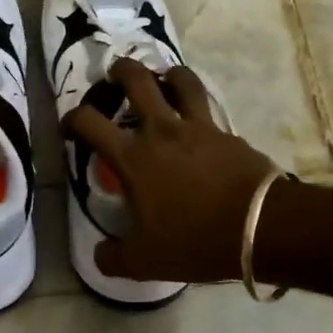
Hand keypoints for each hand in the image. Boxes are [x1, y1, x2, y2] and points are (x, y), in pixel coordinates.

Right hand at [64, 59, 278, 283]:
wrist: (262, 226)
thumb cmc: (196, 239)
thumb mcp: (145, 262)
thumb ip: (114, 258)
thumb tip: (100, 254)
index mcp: (133, 157)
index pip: (90, 122)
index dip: (72, 119)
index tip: (70, 128)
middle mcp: (162, 131)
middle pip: (136, 80)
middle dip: (120, 71)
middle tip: (115, 76)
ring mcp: (199, 127)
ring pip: (181, 80)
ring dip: (167, 74)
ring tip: (162, 81)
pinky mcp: (228, 133)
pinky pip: (207, 108)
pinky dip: (196, 105)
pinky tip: (196, 121)